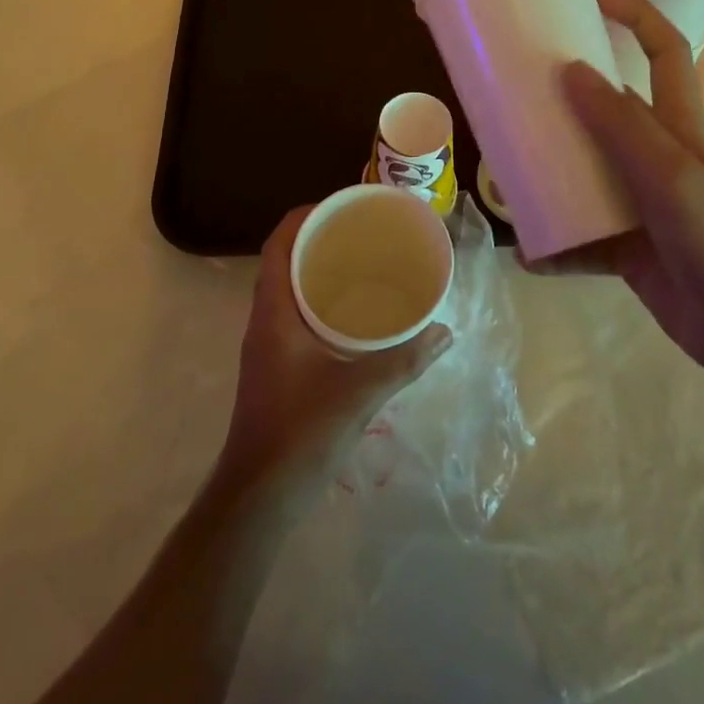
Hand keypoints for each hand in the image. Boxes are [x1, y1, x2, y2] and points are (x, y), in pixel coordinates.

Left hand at [219, 207, 451, 499]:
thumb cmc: (301, 433)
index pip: (279, 243)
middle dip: (317, 238)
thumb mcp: (360, 393)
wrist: (258, 498)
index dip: (304, 216)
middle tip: (359, 230)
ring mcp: (266, 344)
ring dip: (316, 269)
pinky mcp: (274, 366)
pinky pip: (293, 313)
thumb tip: (444, 331)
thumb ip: (404, 360)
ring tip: (359, 262)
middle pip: (284, 259)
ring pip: (287, 288)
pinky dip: (317, 300)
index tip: (339, 205)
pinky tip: (350, 314)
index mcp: (274, 310)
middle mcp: (264, 319)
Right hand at [540, 0, 703, 382]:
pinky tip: (527, 250)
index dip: (634, 13)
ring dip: (548, 171)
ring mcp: (638, 198)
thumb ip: (620, 123)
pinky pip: (579, 234)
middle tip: (514, 90)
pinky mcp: (624, 243)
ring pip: (584, 169)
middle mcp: (654, 151)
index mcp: (676, 121)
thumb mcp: (668, 171)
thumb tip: (569, 70)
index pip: (664, 47)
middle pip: (605, 107)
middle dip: (562, 97)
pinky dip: (555, 243)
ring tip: (504, 169)